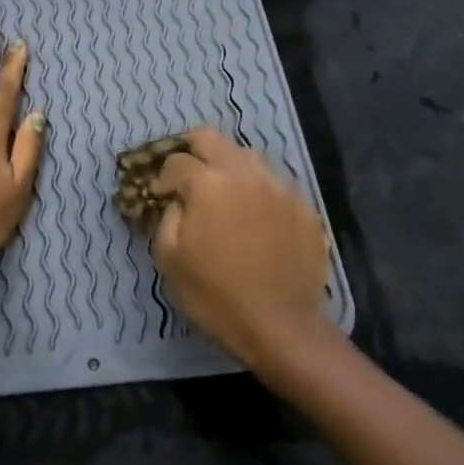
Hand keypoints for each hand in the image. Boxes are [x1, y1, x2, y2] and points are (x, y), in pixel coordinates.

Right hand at [149, 127, 331, 378]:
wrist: (280, 325)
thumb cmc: (214, 295)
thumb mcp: (169, 258)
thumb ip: (167, 216)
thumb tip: (177, 200)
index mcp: (209, 184)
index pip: (177, 161)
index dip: (162, 177)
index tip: (159, 196)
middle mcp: (246, 174)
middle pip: (213, 139)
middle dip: (193, 152)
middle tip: (186, 178)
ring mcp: (280, 188)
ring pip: (248, 156)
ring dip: (228, 167)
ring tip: (223, 195)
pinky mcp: (304, 207)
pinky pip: (274, 184)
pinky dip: (257, 191)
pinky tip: (255, 218)